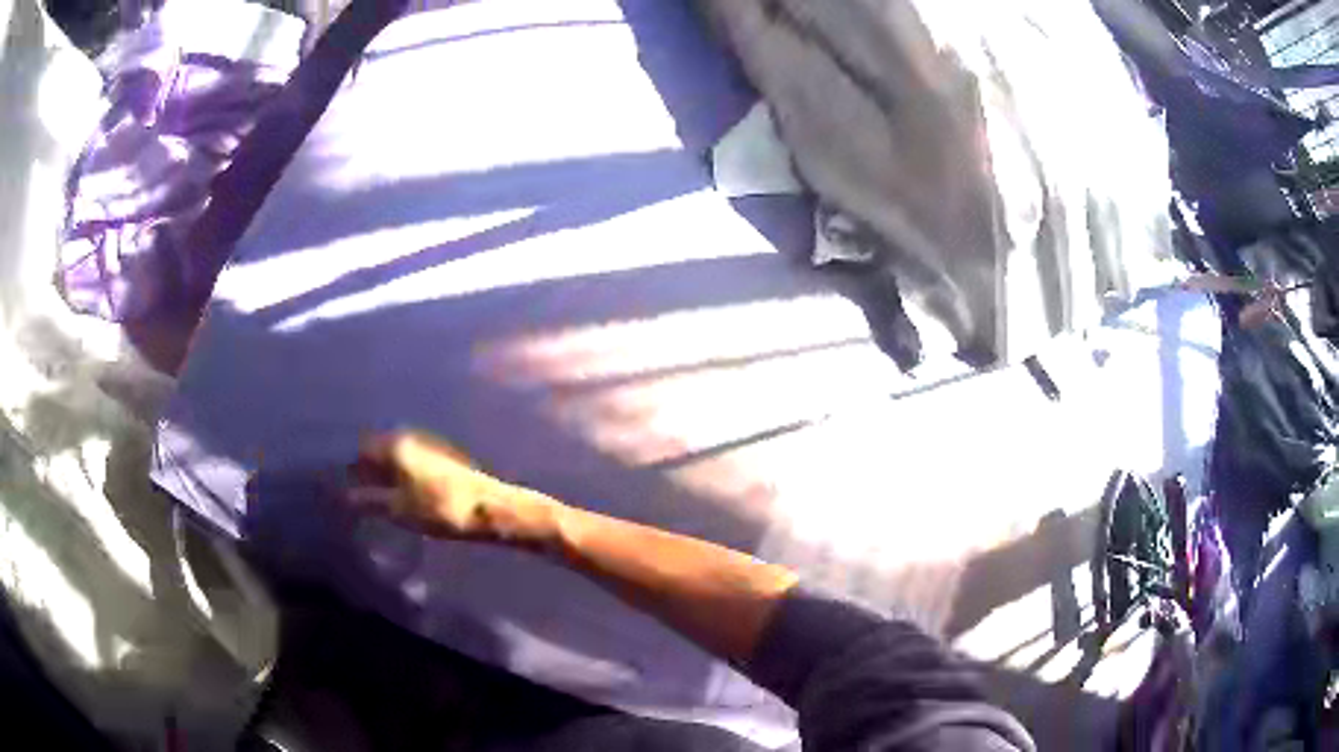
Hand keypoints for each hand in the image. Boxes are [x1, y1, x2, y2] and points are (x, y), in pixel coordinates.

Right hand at [347, 431, 556, 544]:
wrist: (490, 508)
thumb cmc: (440, 508)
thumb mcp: (398, 509)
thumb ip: (368, 501)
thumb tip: (342, 495)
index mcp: (395, 445)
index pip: (360, 449)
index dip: (348, 468)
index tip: (339, 485)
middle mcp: (409, 438)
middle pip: (377, 450)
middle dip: (364, 469)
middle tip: (354, 493)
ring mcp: (427, 445)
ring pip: (393, 456)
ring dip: (382, 473)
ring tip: (374, 497)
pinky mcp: (441, 458)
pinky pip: (409, 462)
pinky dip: (398, 475)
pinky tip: (399, 493)